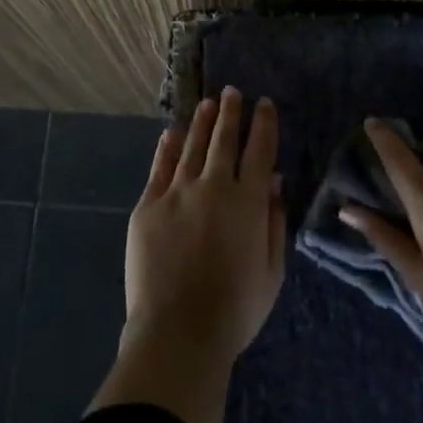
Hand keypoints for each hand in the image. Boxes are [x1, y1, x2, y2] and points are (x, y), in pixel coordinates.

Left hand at [122, 87, 286, 366]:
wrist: (179, 331)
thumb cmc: (236, 309)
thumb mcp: (272, 270)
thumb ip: (274, 222)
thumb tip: (274, 181)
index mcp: (248, 202)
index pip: (259, 151)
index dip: (263, 125)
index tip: (264, 104)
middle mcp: (214, 186)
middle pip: (224, 140)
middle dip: (230, 113)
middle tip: (232, 92)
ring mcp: (177, 193)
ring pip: (192, 146)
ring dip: (202, 123)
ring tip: (208, 104)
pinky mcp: (148, 205)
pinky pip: (159, 168)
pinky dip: (167, 148)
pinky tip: (172, 133)